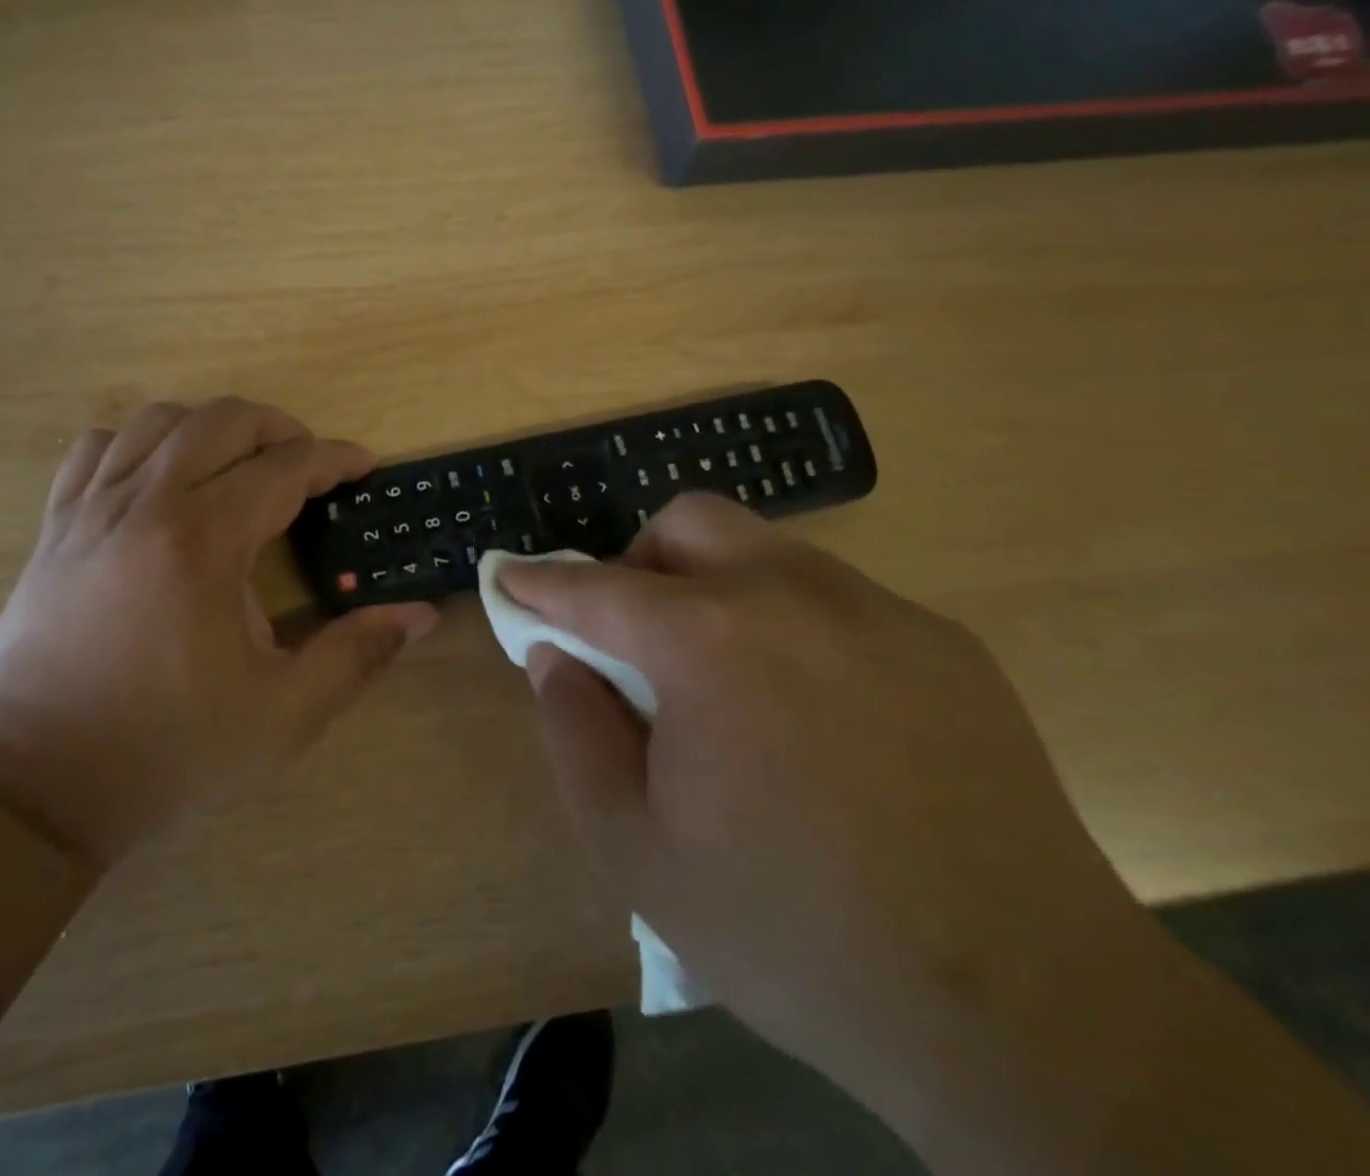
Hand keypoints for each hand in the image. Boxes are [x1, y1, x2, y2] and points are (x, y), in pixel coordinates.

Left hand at [0, 398, 437, 870]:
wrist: (38, 783)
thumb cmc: (168, 748)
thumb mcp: (282, 714)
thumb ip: (356, 655)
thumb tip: (419, 614)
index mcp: (204, 542)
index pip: (285, 468)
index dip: (335, 458)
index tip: (364, 465)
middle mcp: (146, 504)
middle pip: (223, 421)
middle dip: (280, 429)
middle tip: (308, 466)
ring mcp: (91, 508)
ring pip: (158, 420)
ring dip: (211, 428)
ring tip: (238, 466)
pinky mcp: (55, 526)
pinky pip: (96, 448)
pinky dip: (139, 443)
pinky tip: (159, 480)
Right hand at [498, 494, 1151, 1136]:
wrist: (1025, 1015)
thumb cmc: (793, 933)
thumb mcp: (636, 849)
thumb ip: (575, 730)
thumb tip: (556, 655)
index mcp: (709, 642)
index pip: (596, 587)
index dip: (540, 583)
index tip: (510, 581)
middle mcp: (793, 596)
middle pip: (688, 521)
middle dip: (638, 562)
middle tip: (635, 639)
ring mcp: (879, 611)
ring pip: (765, 550)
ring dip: (714, 588)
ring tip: (724, 683)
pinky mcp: (943, 643)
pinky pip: (833, 599)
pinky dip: (787, 623)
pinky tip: (812, 716)